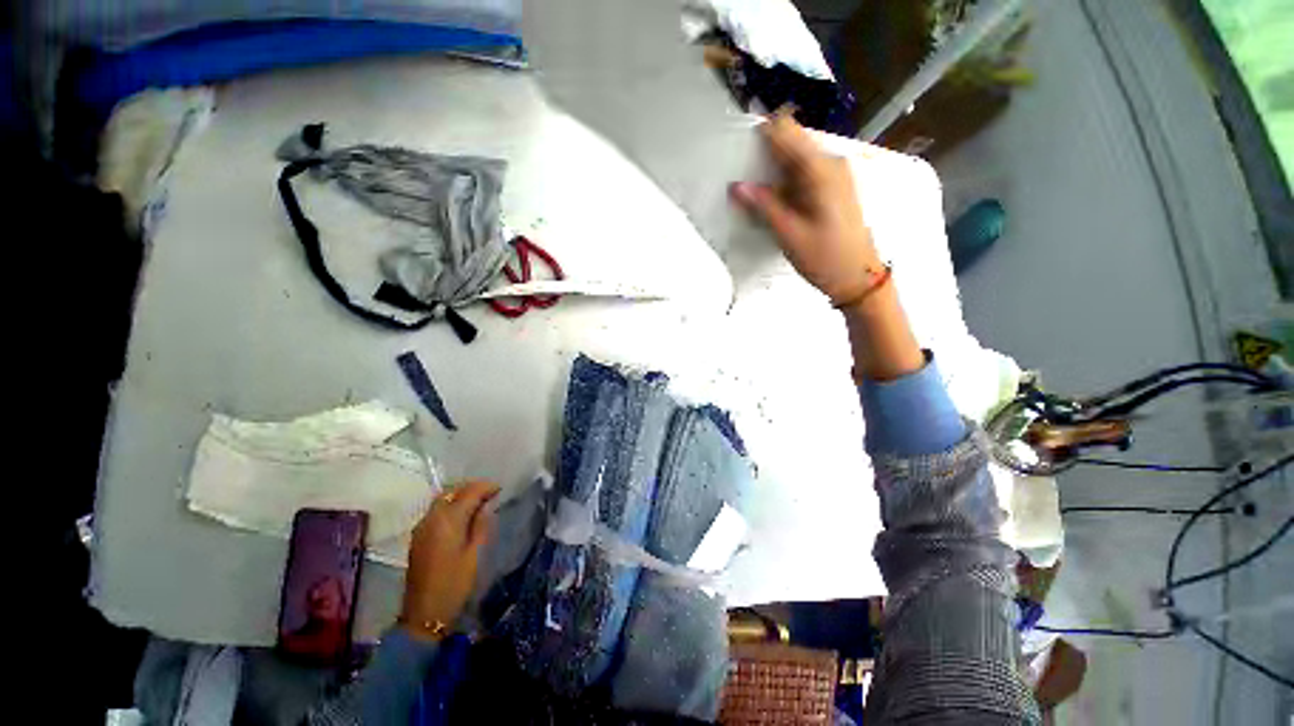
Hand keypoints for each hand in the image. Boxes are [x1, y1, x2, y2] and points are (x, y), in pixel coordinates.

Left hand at [399, 480, 499, 641]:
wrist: (424, 613)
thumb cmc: (454, 583)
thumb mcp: (475, 553)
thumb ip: (481, 524)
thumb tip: (486, 505)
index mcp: (448, 520)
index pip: (469, 492)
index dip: (486, 487)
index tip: (500, 489)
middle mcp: (431, 518)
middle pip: (452, 491)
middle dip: (471, 488)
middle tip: (489, 494)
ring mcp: (421, 527)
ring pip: (442, 499)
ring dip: (460, 496)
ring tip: (478, 503)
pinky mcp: (418, 537)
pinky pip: (436, 511)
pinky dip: (450, 506)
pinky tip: (462, 516)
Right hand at [731, 113, 883, 305]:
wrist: (858, 277)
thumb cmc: (824, 257)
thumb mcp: (789, 234)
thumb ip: (763, 205)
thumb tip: (736, 186)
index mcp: (821, 169)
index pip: (787, 131)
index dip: (762, 133)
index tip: (738, 148)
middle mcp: (830, 162)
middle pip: (791, 142)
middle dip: (765, 155)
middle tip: (742, 178)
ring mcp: (834, 174)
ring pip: (796, 159)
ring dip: (773, 171)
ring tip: (753, 191)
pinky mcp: (833, 186)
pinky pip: (803, 173)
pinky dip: (785, 181)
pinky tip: (772, 200)